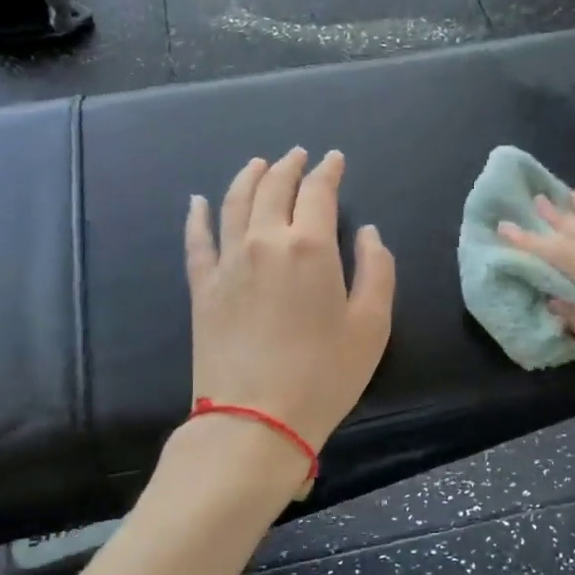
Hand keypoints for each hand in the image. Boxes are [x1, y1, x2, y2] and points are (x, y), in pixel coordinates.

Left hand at [185, 150, 395, 461]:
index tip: (334, 159)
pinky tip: (197, 201)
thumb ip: (378, 270)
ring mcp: (228, 262)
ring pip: (234, 202)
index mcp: (310, 246)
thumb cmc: (324, 375)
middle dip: (288, 166)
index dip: (328, 171)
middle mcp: (264, 241)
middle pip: (273, 187)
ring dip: (248, 177)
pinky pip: (196, 240)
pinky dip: (197, 215)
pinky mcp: (203, 287)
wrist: (255, 419)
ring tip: (258, 164)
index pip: (318, 192)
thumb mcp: (372, 326)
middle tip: (298, 155)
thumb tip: (368, 233)